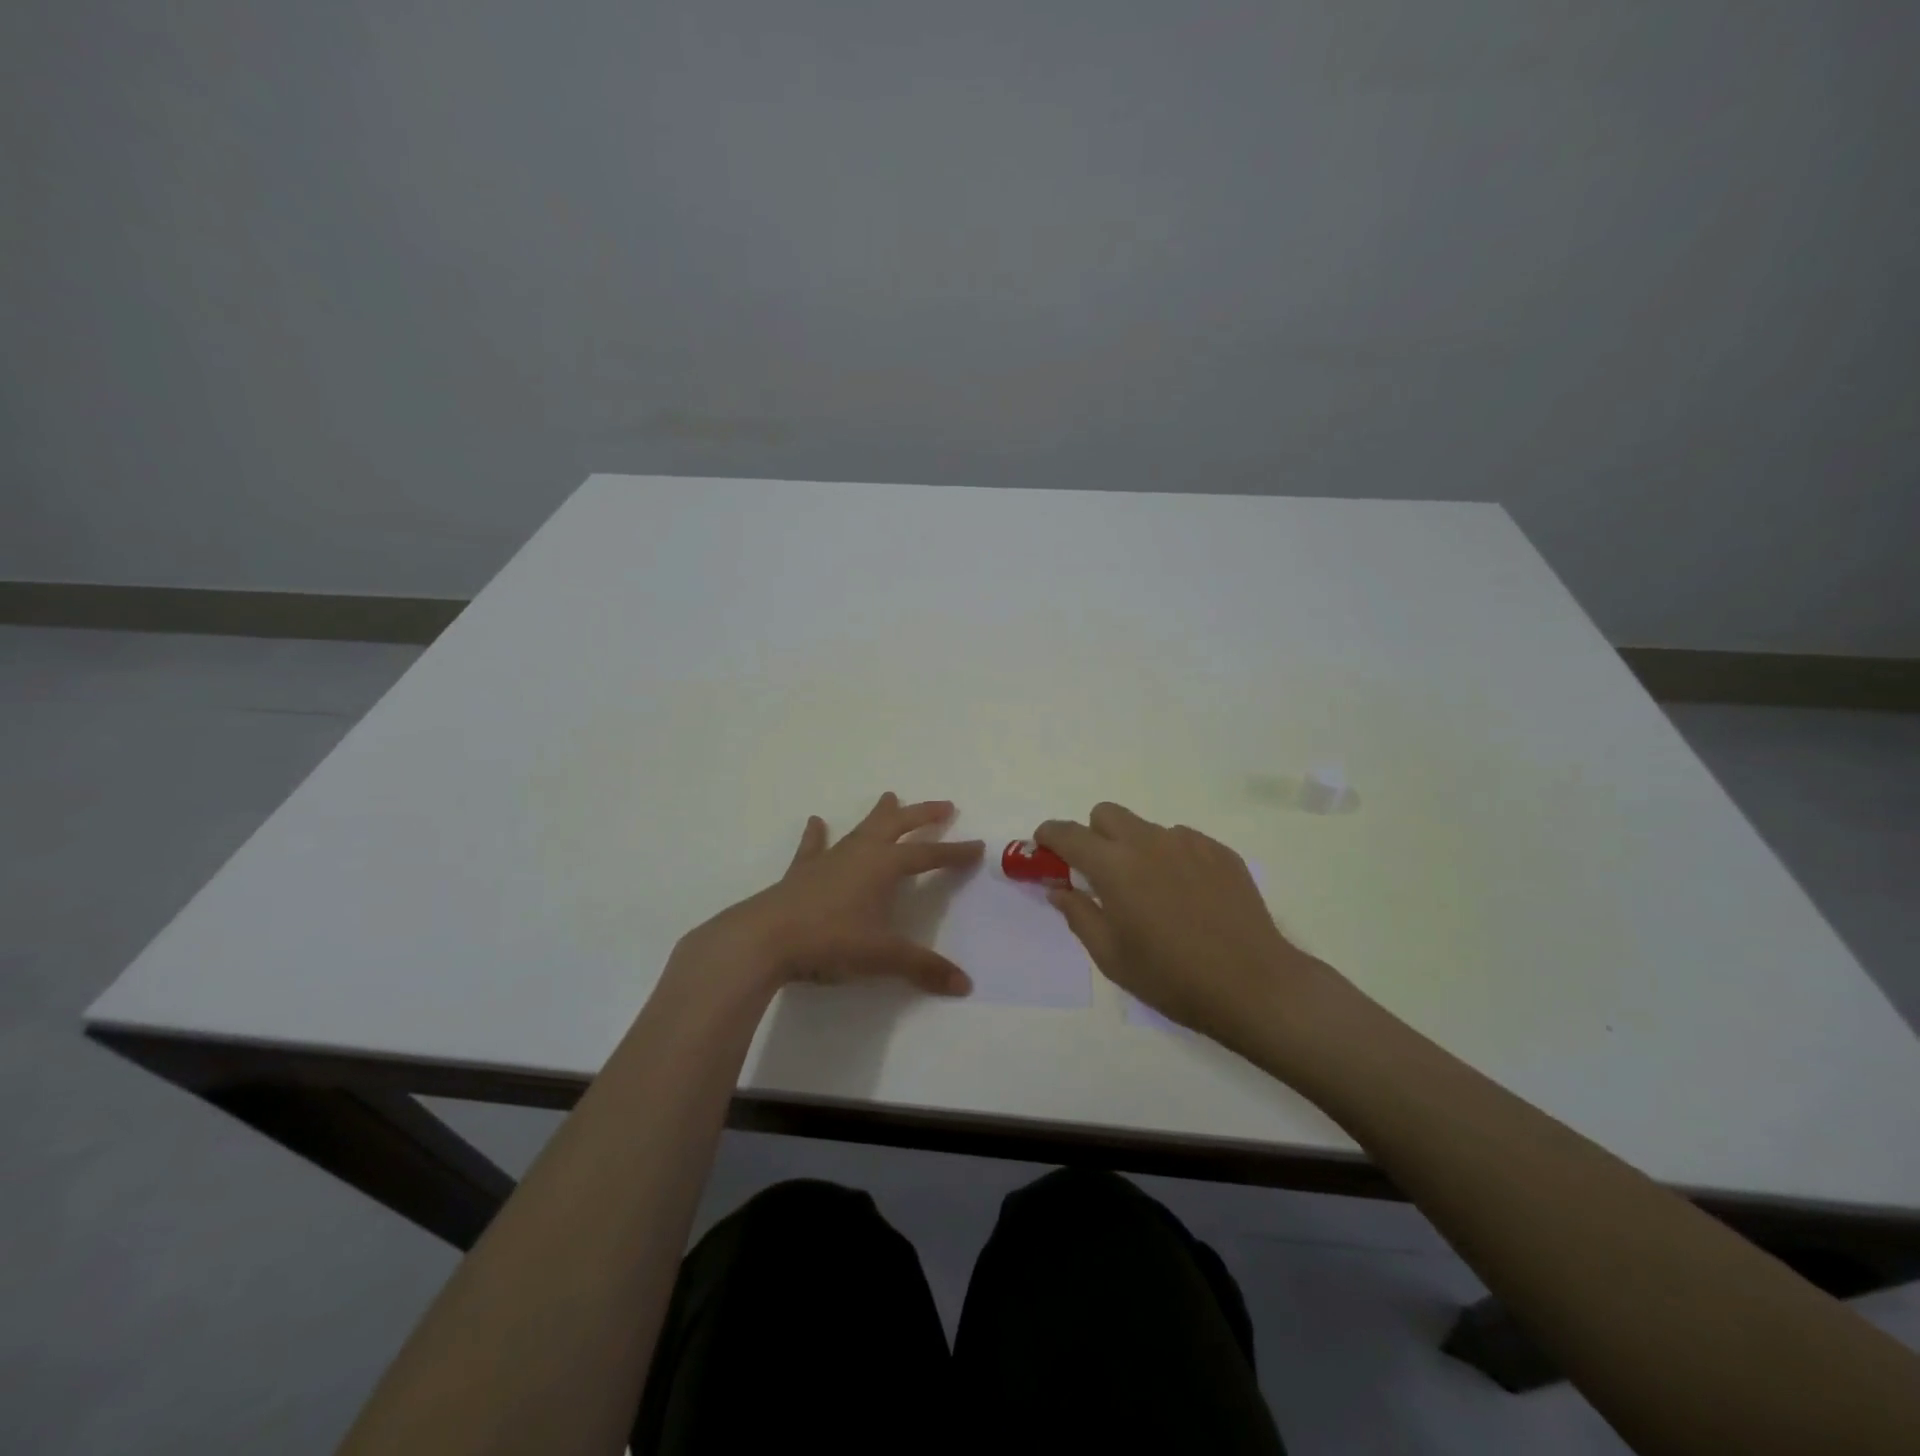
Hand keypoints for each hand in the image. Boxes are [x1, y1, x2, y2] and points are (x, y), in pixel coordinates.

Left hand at [680, 793, 984, 997]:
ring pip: (861, 828)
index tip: (977, 846)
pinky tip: (816, 821)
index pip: (928, 855)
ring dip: (880, 814)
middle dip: (923, 815)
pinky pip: (813, 846)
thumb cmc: (830, 941)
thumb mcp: (882, 956)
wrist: (765, 939)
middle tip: (944, 805)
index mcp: (884, 867)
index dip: (954, 852)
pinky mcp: (802, 872)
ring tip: (892, 796)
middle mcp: (860, 853)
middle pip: (898, 825)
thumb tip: (966, 985)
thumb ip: (923, 968)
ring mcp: (829, 859)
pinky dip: (817, 834)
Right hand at [1037, 803, 1365, 1068]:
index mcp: (1114, 867)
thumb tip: (1058, 888)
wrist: (1254, 985)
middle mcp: (1148, 842)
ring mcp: (1188, 843)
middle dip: (1093, 834)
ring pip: (1146, 828)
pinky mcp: (1220, 852)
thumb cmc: (1172, 978)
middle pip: (1106, 814)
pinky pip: (1182, 841)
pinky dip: (1171, 858)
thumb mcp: (1112, 957)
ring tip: (1152, 892)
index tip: (1044, 847)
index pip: (1068, 834)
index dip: (1049, 836)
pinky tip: (1187, 896)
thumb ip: (1079, 914)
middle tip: (1100, 873)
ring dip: (1135, 848)